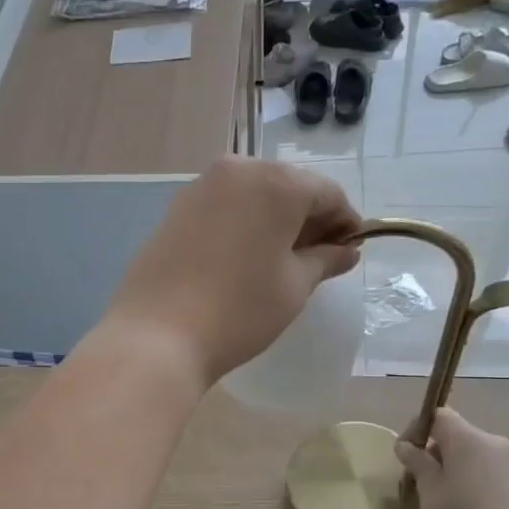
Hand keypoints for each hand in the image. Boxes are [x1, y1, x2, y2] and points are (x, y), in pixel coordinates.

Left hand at [104, 159, 361, 384]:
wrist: (157, 337)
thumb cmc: (239, 311)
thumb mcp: (293, 287)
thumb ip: (324, 260)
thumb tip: (345, 250)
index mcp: (275, 182)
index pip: (326, 193)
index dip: (345, 222)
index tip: (351, 250)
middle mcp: (236, 171)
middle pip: (287, 188)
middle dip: (308, 219)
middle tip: (319, 258)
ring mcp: (199, 188)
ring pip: (252, 196)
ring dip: (273, 221)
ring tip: (281, 262)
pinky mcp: (174, 210)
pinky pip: (223, 209)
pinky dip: (242, 226)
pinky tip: (244, 260)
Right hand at [395, 408, 508, 508]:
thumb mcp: (431, 496)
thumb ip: (419, 466)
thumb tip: (407, 446)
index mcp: (470, 440)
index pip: (440, 416)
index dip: (418, 429)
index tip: (406, 457)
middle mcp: (497, 444)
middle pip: (460, 437)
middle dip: (438, 455)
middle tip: (423, 486)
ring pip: (479, 458)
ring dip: (460, 471)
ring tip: (450, 504)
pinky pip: (496, 475)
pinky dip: (480, 485)